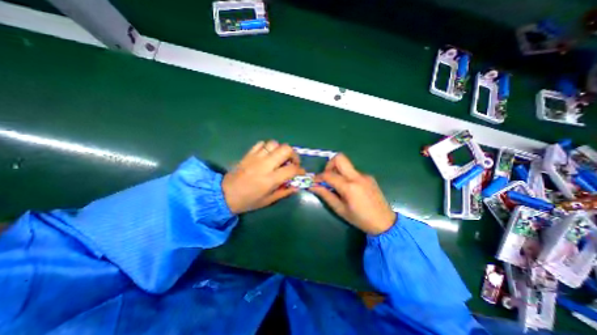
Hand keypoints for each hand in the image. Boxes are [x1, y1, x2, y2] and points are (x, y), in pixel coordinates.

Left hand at [223, 140, 304, 212]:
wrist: (225, 194)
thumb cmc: (248, 200)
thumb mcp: (268, 200)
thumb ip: (284, 192)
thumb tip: (297, 186)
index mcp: (270, 179)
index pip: (291, 169)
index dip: (300, 170)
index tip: (301, 172)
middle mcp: (265, 165)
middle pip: (285, 149)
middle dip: (293, 154)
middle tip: (292, 162)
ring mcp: (256, 157)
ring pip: (274, 143)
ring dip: (280, 150)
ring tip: (279, 158)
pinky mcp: (248, 154)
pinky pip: (261, 144)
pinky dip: (267, 147)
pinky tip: (267, 155)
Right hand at [307, 154, 395, 234]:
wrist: (385, 222)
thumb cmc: (360, 219)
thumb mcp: (340, 209)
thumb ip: (326, 195)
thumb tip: (313, 186)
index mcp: (349, 187)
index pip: (329, 175)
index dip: (318, 177)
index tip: (314, 181)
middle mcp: (357, 176)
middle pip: (340, 158)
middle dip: (329, 165)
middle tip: (326, 177)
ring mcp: (364, 175)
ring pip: (346, 165)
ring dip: (338, 171)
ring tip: (337, 186)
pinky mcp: (369, 177)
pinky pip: (353, 171)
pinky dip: (346, 176)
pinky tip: (348, 188)